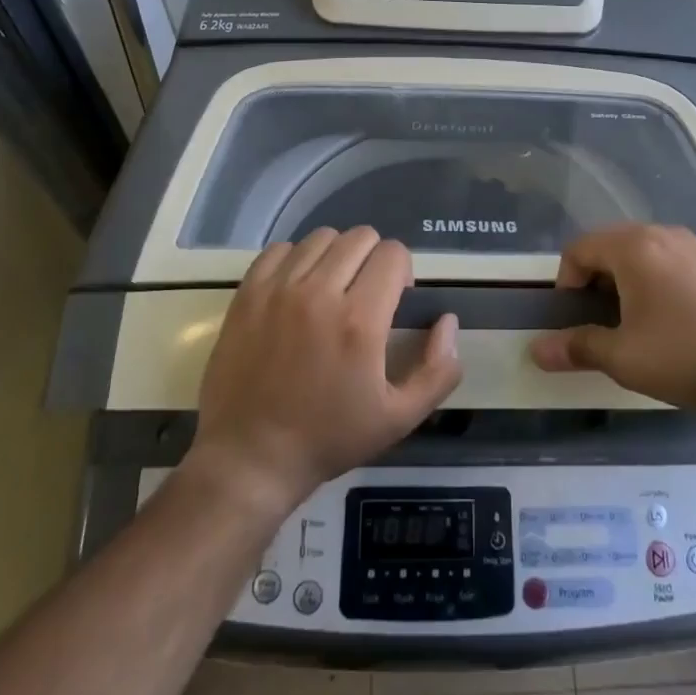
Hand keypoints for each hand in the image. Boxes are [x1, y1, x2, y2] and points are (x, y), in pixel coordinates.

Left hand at [190, 227, 462, 520]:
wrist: (250, 457)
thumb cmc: (328, 438)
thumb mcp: (399, 418)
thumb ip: (438, 370)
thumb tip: (448, 321)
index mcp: (360, 320)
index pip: (393, 253)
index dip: (402, 271)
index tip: (394, 300)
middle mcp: (319, 292)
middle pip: (360, 236)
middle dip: (373, 259)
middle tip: (365, 294)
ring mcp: (278, 289)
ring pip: (321, 237)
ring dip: (335, 256)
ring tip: (330, 290)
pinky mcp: (247, 293)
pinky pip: (280, 249)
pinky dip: (296, 260)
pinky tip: (297, 289)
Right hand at [529, 223, 695, 412]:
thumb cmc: (685, 354)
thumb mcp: (623, 357)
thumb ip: (578, 347)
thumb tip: (536, 351)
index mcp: (633, 246)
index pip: (579, 248)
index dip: (565, 282)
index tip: (573, 318)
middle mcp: (663, 235)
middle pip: (610, 246)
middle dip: (595, 280)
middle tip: (600, 321)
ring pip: (643, 254)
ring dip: (627, 282)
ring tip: (634, 324)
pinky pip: (672, 263)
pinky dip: (657, 284)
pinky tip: (672, 323)